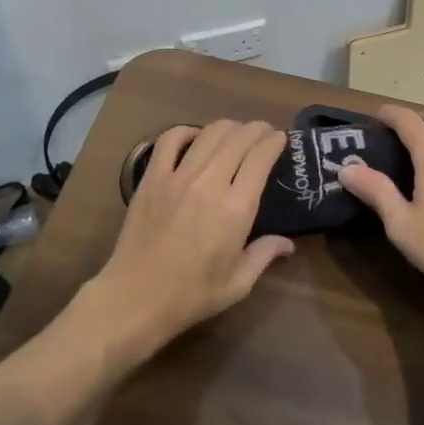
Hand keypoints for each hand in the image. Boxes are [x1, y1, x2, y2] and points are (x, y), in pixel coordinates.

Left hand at [79, 120, 293, 354]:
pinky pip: (170, 140)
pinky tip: (196, 136)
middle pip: (238, 138)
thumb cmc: (192, 295)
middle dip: (256, 129)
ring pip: (209, 133)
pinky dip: (187, 131)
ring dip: (229, 127)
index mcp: (237, 208)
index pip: (261, 157)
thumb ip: (265, 255)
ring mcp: (178, 177)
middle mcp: (210, 183)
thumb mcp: (239, 282)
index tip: (281, 139)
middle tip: (264, 133)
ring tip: (236, 132)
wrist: (136, 298)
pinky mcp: (152, 178)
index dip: (275, 142)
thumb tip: (287, 243)